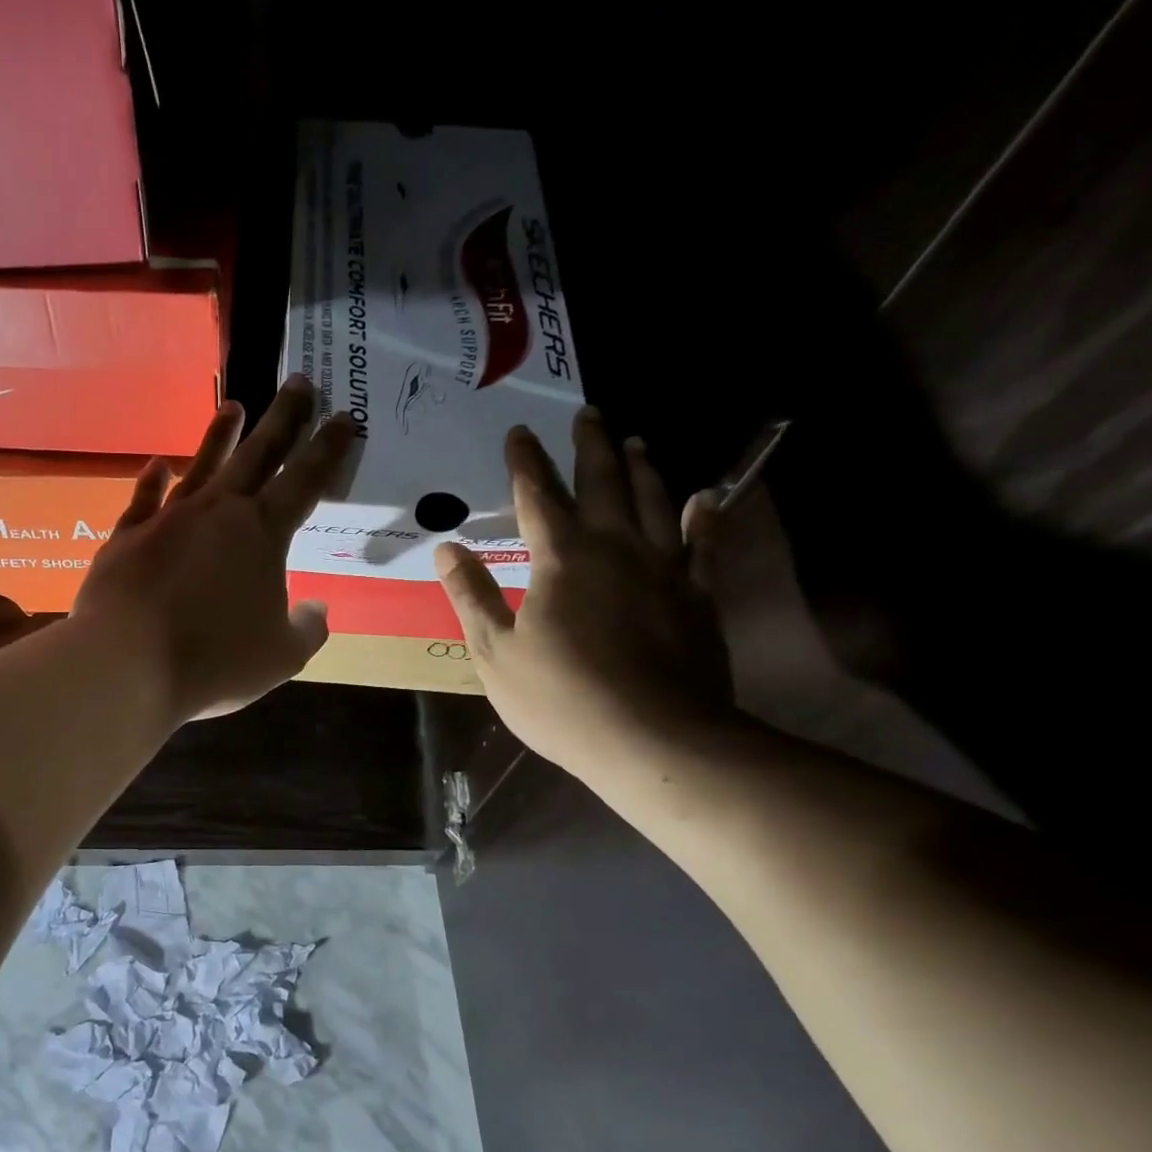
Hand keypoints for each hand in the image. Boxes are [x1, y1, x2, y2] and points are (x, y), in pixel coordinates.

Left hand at [75, 377, 354, 720]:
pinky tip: (160, 464)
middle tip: (299, 382)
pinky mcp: (128, 537)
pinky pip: (145, 499)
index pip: (305, 480)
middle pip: (257, 454)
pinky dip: (154, 480)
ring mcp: (169, 519)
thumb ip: (307, 629)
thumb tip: (316, 609)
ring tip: (233, 406)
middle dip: (283, 418)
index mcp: (262, 533)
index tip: (344, 416)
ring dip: (220, 436)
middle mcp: (217, 512)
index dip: (328, 448)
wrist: (128, 664)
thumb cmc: (215, 659)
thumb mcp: (282, 656)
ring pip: (202, 466)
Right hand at [436, 407, 732, 778]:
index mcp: (560, 559)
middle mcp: (615, 547)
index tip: (519, 432)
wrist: (653, 738)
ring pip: (654, 501)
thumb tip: (447, 549)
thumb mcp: (495, 653)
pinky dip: (704, 517)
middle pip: (602, 483)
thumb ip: (472, 596)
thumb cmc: (560, 698)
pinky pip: (704, 544)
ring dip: (642, 468)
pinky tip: (704, 499)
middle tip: (587, 413)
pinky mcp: (698, 595)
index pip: (536, 496)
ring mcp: (664, 568)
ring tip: (635, 442)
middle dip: (589, 446)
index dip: (525, 463)